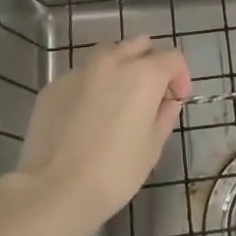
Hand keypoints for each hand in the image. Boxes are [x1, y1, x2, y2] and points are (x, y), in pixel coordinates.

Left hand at [6, 36, 190, 235]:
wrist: (55, 190)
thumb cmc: (115, 172)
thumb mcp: (152, 147)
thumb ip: (164, 116)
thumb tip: (167, 101)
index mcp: (143, 75)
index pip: (172, 57)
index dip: (180, 77)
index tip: (176, 100)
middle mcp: (112, 62)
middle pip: (139, 45)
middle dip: (150, 62)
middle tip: (150, 93)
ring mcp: (79, 70)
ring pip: (108, 54)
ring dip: (120, 67)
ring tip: (117, 99)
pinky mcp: (54, 85)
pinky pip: (81, 75)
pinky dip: (92, 85)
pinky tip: (86, 115)